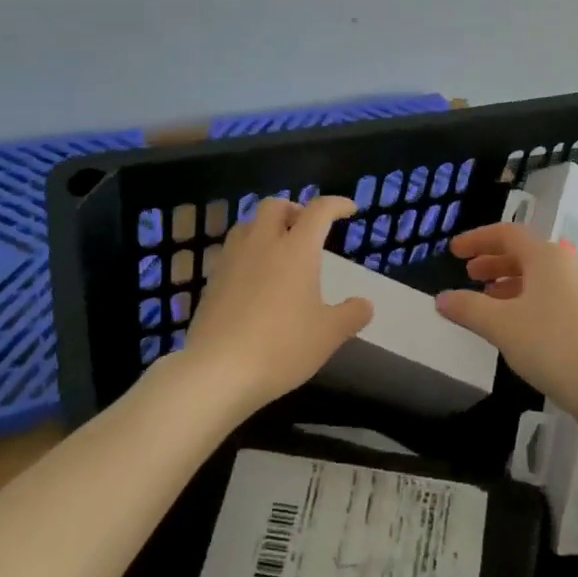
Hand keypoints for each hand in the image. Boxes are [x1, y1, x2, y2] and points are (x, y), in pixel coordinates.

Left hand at [180, 196, 373, 412]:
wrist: (217, 372)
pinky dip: (247, 252)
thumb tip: (365, 304)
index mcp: (297, 249)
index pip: (319, 210)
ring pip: (248, 224)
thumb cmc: (281, 347)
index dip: (337, 204)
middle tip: (307, 229)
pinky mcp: (212, 281)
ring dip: (266, 226)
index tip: (349, 209)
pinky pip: (231, 251)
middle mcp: (263, 244)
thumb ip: (351, 315)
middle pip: (275, 206)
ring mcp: (232, 261)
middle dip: (294, 209)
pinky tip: (253, 277)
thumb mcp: (328, 335)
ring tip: (277, 248)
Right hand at [435, 223, 577, 431]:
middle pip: (524, 254)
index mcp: (545, 256)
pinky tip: (515, 325)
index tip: (453, 251)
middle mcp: (566, 265)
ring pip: (538, 277)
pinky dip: (527, 301)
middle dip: (493, 262)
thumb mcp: (501, 325)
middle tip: (469, 275)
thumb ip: (468, 308)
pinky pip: (551, 296)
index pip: (506, 234)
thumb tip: (440, 299)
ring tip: (487, 301)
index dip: (477, 239)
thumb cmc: (550, 343)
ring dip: (509, 284)